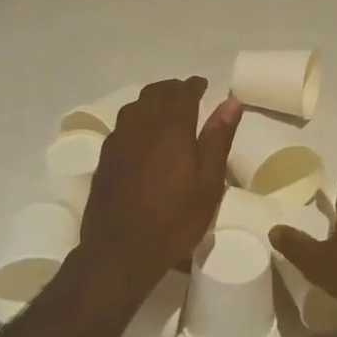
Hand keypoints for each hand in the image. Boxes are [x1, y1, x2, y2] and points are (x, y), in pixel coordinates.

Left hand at [78, 78, 240, 296]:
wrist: (120, 250)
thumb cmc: (173, 221)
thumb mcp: (208, 185)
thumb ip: (217, 140)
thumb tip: (231, 103)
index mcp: (171, 129)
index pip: (182, 93)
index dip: (194, 85)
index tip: (204, 85)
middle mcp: (141, 126)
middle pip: (155, 93)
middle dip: (173, 89)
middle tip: (188, 95)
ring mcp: (118, 141)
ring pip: (135, 106)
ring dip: (153, 100)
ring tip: (166, 110)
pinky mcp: (105, 158)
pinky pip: (122, 124)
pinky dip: (136, 117)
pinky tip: (142, 133)